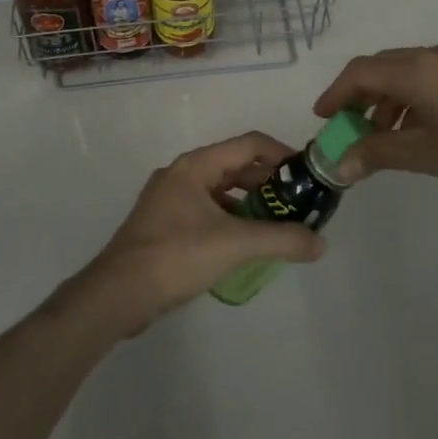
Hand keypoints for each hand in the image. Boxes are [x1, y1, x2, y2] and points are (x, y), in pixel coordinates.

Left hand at [69, 133, 326, 334]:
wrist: (116, 294)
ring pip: (220, 190)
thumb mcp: (234, 245)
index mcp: (196, 165)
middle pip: (234, 165)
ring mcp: (169, 199)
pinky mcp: (163, 225)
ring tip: (276, 225)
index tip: (306, 175)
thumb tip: (321, 243)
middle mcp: (182, 174)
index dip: (281, 154)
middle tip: (297, 204)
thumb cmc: (175, 256)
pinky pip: (206, 211)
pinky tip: (244, 244)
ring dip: (249, 202)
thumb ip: (281, 240)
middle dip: (268, 182)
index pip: (249, 144)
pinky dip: (230, 219)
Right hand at [315, 41, 437, 213]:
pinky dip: (413, 96)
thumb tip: (340, 164)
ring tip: (383, 135)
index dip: (336, 92)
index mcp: (420, 70)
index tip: (322, 118)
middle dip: (360, 95)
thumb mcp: (429, 156)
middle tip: (347, 128)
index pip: (362, 71)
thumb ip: (379, 153)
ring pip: (409, 70)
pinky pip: (432, 75)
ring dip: (388, 97)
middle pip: (384, 66)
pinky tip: (418, 128)